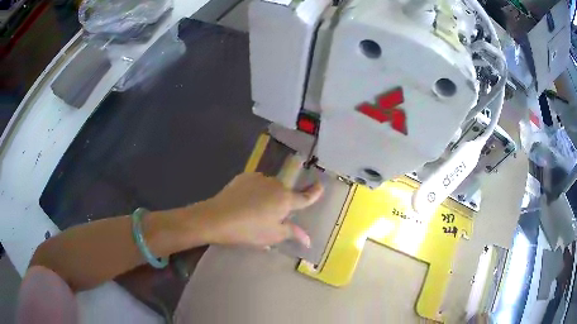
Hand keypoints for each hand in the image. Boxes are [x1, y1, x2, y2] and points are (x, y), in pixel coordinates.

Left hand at [191, 172, 322, 248]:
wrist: (218, 217)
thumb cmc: (249, 230)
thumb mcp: (273, 236)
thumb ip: (293, 233)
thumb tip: (308, 240)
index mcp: (285, 200)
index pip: (305, 197)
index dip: (314, 192)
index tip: (320, 185)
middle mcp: (276, 185)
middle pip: (284, 194)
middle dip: (282, 204)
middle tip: (270, 219)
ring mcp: (259, 178)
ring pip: (269, 188)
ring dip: (267, 197)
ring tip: (253, 212)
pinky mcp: (245, 176)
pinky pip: (256, 184)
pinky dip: (255, 191)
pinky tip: (244, 202)